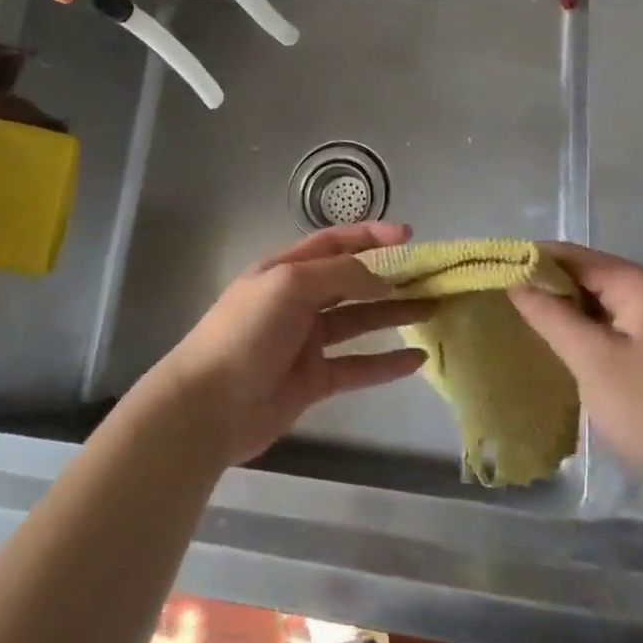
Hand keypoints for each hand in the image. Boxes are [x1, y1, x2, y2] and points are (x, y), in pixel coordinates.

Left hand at [150, 223, 431, 466]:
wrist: (208, 406)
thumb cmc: (246, 332)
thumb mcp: (289, 285)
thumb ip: (339, 275)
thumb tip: (381, 278)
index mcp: (285, 270)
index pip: (334, 243)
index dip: (370, 236)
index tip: (409, 237)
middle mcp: (298, 301)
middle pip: (352, 282)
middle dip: (390, 276)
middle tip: (431, 276)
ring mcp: (306, 342)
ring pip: (359, 322)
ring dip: (394, 314)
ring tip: (434, 309)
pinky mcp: (313, 380)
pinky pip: (357, 366)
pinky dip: (386, 363)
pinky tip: (417, 360)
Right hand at [507, 243, 642, 513]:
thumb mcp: (592, 359)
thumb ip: (550, 314)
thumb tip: (514, 281)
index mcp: (642, 285)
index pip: (575, 257)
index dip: (532, 260)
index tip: (492, 271)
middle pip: (586, 274)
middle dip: (545, 284)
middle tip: (499, 297)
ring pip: (596, 300)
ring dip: (561, 307)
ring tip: (517, 317)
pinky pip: (608, 323)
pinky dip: (580, 327)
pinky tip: (554, 341)